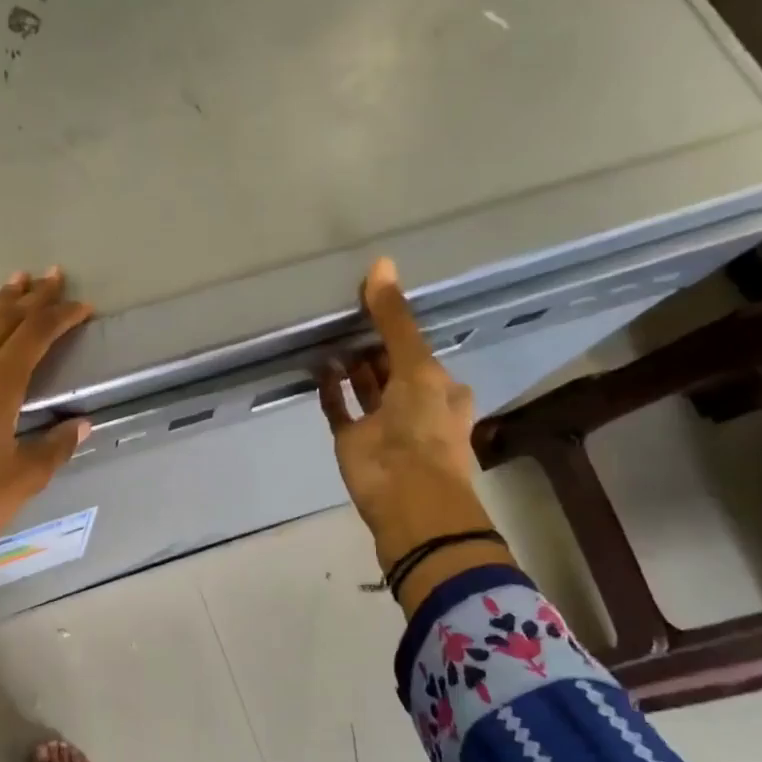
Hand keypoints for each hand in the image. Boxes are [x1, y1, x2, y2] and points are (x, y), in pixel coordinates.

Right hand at [319, 259, 511, 604]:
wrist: (406, 498)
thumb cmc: (423, 429)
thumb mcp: (416, 367)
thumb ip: (395, 320)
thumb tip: (381, 264)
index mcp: (441, 388)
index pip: (418, 350)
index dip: (400, 327)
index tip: (376, 299)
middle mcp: (413, 403)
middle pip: (391, 366)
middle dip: (373, 343)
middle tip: (346, 311)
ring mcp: (381, 423)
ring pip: (364, 386)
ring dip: (351, 364)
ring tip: (330, 332)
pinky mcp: (353, 441)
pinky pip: (339, 408)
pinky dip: (330, 389)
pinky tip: (319, 365)